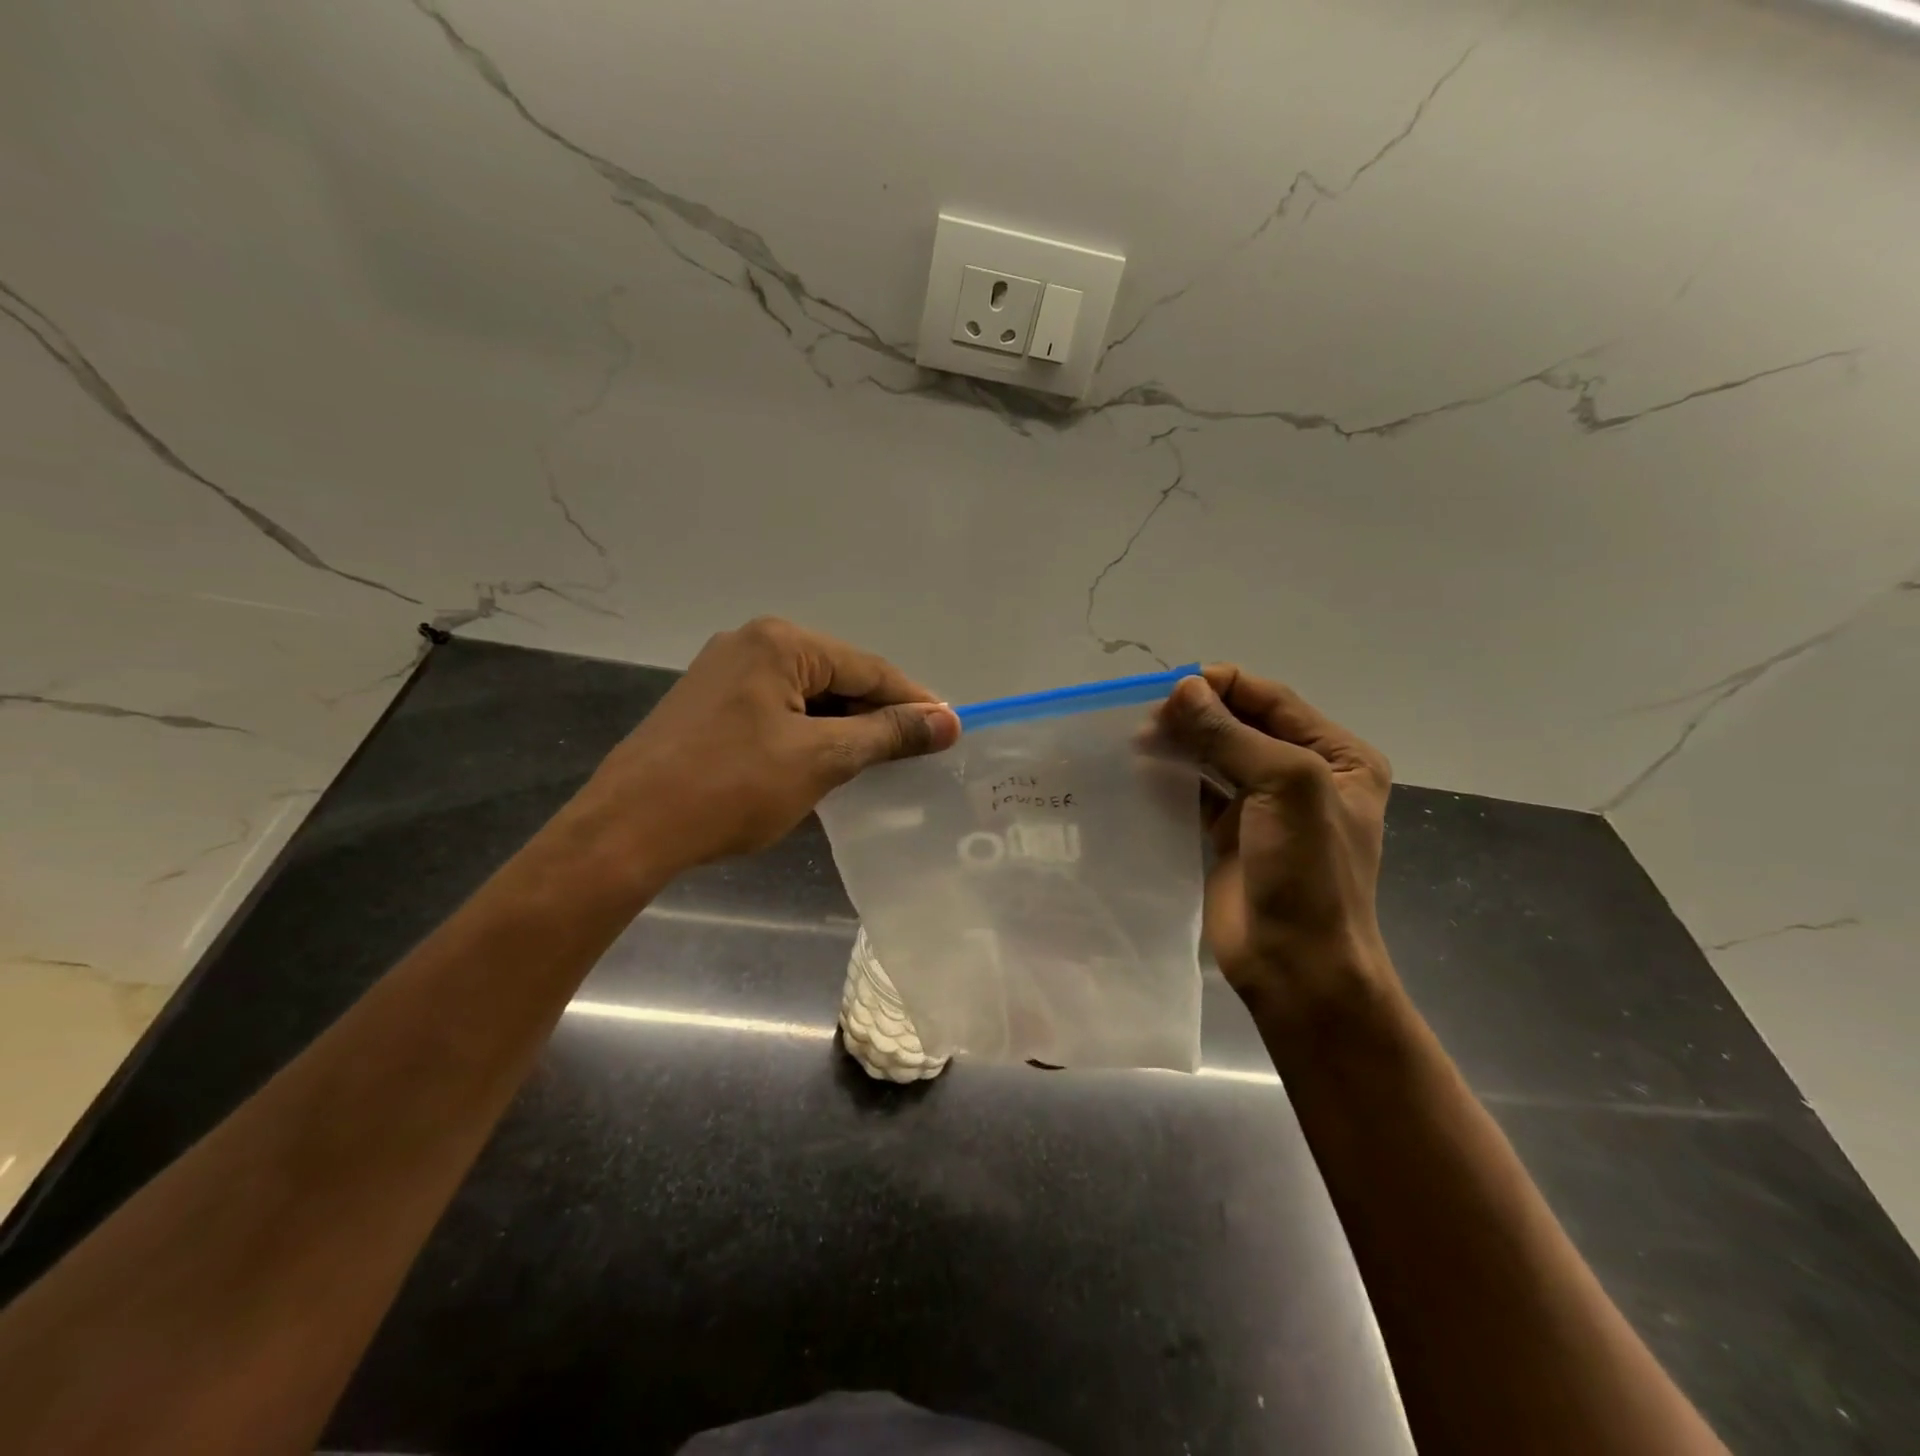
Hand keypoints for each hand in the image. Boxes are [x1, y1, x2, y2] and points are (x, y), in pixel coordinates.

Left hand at [571, 618, 959, 877]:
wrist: (628, 829)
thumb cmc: (732, 788)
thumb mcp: (821, 759)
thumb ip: (887, 734)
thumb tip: (948, 721)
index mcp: (780, 643)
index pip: (869, 668)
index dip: (913, 702)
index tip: (950, 732)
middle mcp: (751, 643)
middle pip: (837, 677)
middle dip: (877, 715)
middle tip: (917, 753)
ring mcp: (723, 672)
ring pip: (807, 696)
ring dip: (844, 728)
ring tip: (879, 763)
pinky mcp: (708, 704)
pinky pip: (777, 710)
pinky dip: (808, 734)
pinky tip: (825, 763)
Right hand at [1155, 666, 1395, 1016]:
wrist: (1297, 963)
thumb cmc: (1307, 871)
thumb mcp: (1285, 787)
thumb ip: (1232, 735)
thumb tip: (1182, 688)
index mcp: (1337, 755)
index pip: (1272, 699)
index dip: (1223, 686)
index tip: (1171, 687)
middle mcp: (1304, 773)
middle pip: (1242, 724)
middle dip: (1197, 713)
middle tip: (1146, 716)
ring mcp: (1265, 805)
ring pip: (1216, 755)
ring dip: (1181, 742)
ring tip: (1138, 738)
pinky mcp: (1230, 833)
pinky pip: (1198, 791)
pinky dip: (1173, 776)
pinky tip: (1143, 768)